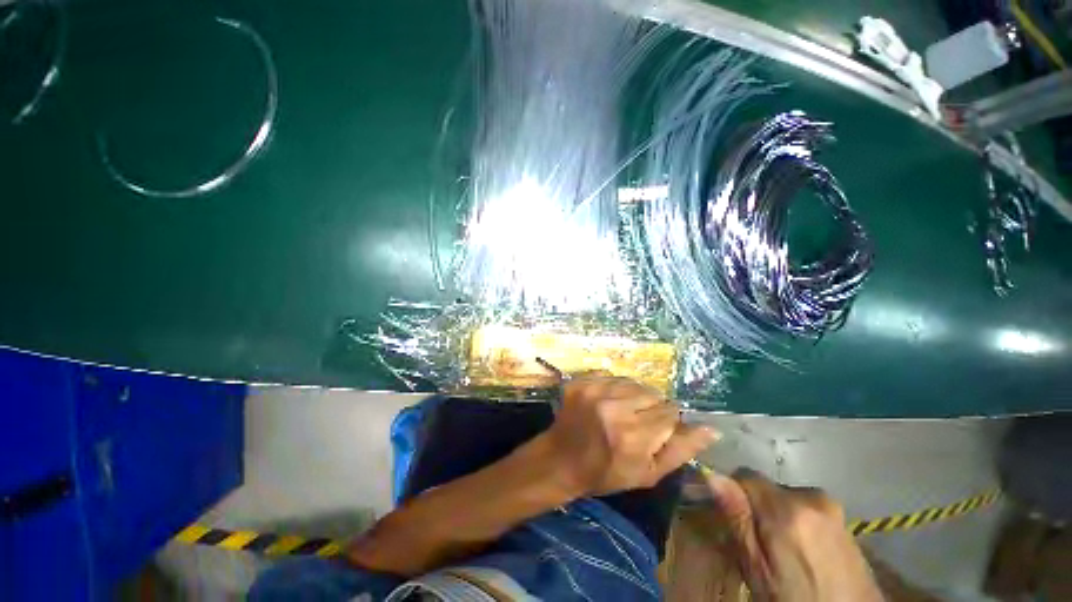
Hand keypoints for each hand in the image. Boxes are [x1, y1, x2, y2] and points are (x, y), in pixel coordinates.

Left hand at [540, 376, 718, 495]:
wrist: (561, 459)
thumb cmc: (607, 473)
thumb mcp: (648, 473)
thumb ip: (681, 450)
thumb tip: (712, 429)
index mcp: (633, 435)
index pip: (670, 411)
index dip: (667, 421)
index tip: (655, 431)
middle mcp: (613, 407)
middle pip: (652, 393)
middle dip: (651, 407)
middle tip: (637, 422)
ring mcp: (593, 390)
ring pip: (633, 381)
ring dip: (633, 394)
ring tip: (622, 410)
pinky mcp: (580, 381)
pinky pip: (610, 374)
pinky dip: (613, 386)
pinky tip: (606, 401)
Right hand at [705, 469, 882, 601]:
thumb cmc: (796, 599)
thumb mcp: (759, 569)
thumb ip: (738, 520)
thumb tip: (712, 476)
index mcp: (787, 509)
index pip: (745, 475)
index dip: (733, 492)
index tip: (732, 517)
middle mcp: (812, 497)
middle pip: (768, 487)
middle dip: (758, 507)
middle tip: (760, 543)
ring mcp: (833, 506)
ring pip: (787, 497)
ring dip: (778, 514)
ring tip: (784, 550)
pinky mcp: (845, 518)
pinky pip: (807, 507)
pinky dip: (798, 521)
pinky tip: (805, 551)